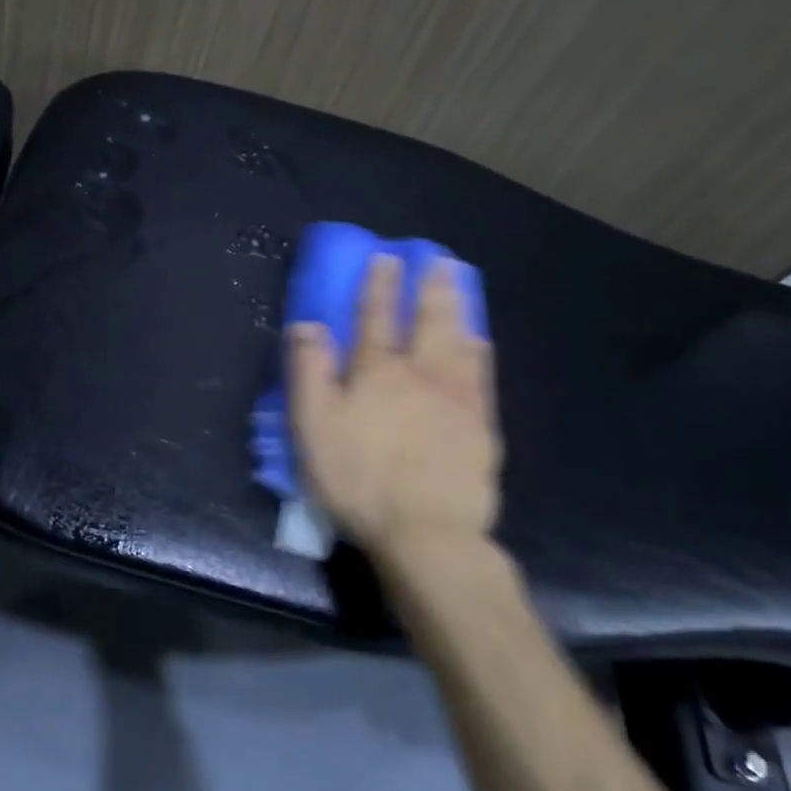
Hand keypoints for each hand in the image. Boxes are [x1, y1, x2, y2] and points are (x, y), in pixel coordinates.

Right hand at [286, 255, 499, 558]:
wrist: (427, 533)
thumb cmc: (359, 479)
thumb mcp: (313, 427)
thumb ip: (309, 372)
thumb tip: (308, 325)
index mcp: (377, 372)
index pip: (376, 317)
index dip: (378, 285)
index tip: (385, 256)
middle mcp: (421, 375)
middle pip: (427, 321)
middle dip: (429, 287)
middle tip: (438, 258)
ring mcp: (457, 400)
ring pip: (458, 342)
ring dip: (458, 309)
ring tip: (460, 284)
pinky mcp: (481, 429)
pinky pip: (482, 378)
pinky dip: (479, 353)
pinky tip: (481, 343)